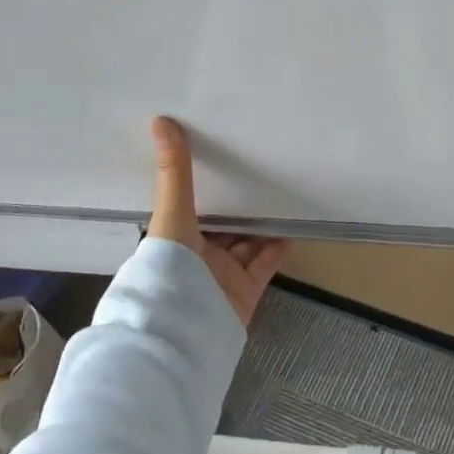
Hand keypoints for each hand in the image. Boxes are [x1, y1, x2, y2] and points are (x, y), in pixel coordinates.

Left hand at [148, 116, 289, 327]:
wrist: (183, 332)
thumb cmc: (168, 269)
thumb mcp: (171, 214)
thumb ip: (173, 173)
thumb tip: (161, 121)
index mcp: (173, 240)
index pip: (189, 209)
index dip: (203, 188)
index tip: (218, 160)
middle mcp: (196, 257)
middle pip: (220, 227)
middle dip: (236, 205)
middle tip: (257, 173)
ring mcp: (221, 276)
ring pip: (244, 244)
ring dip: (260, 224)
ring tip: (279, 196)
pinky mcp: (244, 292)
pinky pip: (264, 264)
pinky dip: (277, 248)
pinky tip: (292, 229)